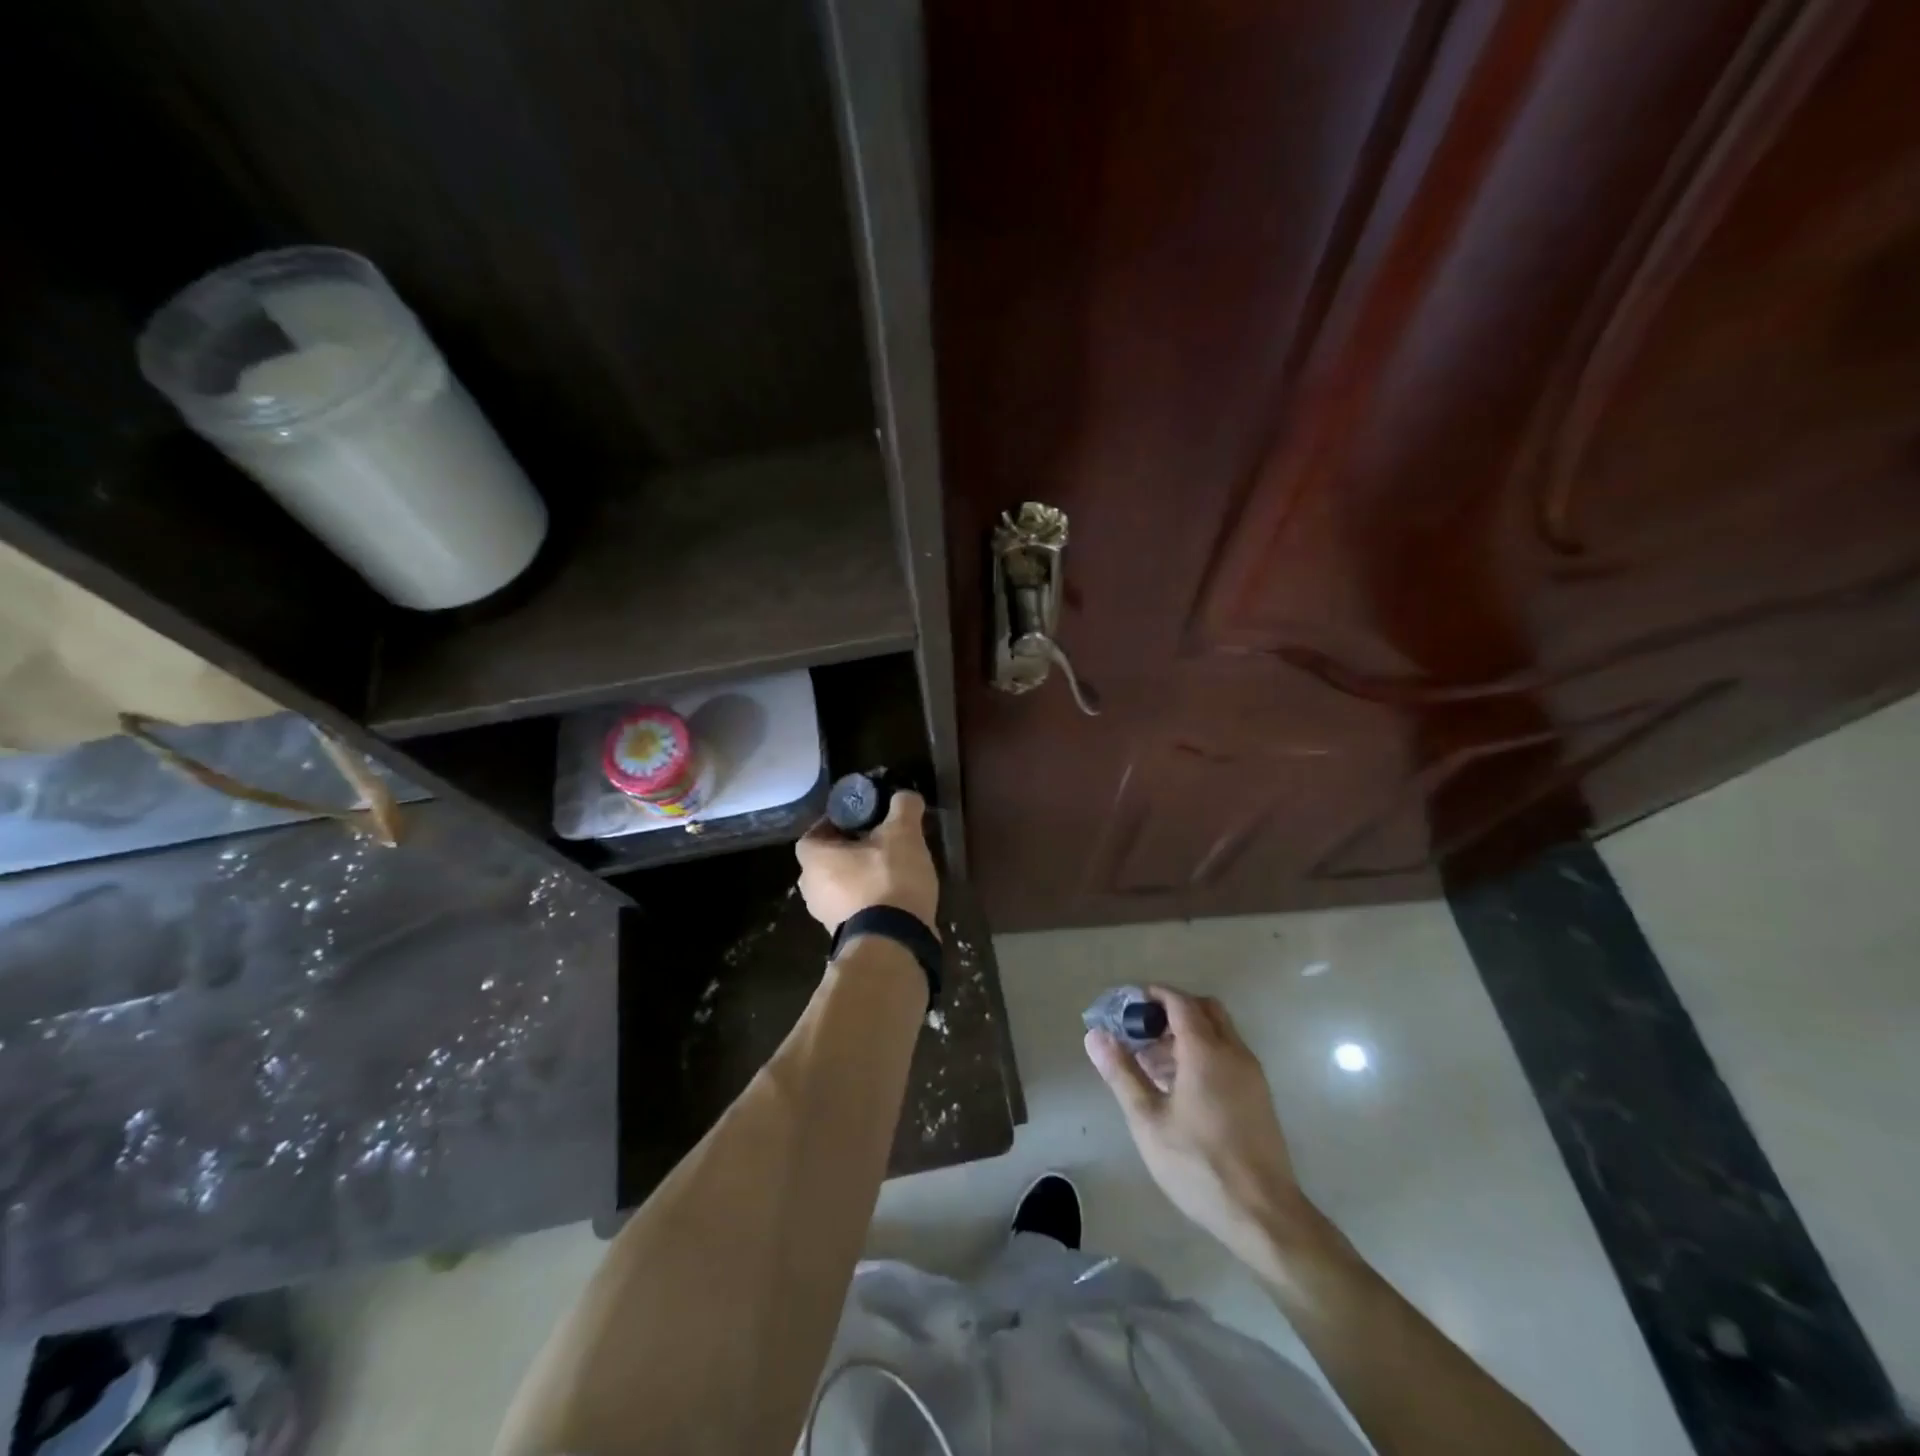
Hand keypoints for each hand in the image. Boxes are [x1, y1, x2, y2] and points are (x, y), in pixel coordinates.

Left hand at [794, 791, 938, 932]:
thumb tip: (904, 797)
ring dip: (860, 878)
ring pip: (840, 887)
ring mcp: (825, 918)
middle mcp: (810, 889)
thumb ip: (903, 808)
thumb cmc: (888, 880)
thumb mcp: (903, 834)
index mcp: (813, 859)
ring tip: (892, 869)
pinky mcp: (844, 938)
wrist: (894, 944)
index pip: (816, 832)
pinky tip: (895, 897)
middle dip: (851, 851)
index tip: (864, 820)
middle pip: (827, 861)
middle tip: (881, 842)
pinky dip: (869, 901)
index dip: (838, 823)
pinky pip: (854, 910)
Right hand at [1086, 986, 1311, 1275]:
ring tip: (1153, 1065)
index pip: (1179, 1001)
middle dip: (1172, 1011)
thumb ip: (1122, 1073)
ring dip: (1188, 1033)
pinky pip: (1228, 1055)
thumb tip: (1095, 1035)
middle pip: (1204, 1009)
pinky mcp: (1259, 1096)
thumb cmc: (1198, 1164)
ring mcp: (1251, 1074)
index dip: (1153, 996)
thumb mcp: (1148, 1120)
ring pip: (1219, 1032)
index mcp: (1206, 1050)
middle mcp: (1233, 1052)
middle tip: (1142, 1033)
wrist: (1263, 1215)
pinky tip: (1180, 1088)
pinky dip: (1204, 1053)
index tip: (1128, 1006)